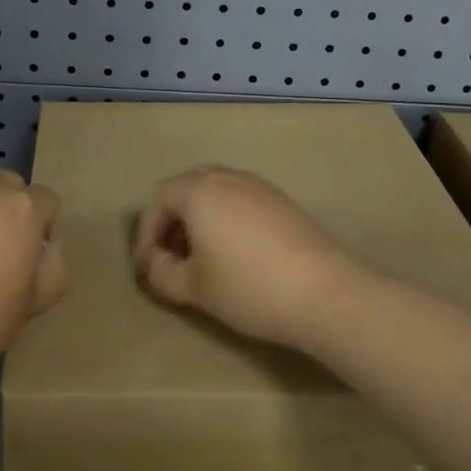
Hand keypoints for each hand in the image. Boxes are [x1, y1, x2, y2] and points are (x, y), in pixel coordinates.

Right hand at [132, 166, 368, 350]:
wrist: (325, 292)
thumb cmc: (248, 287)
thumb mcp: (194, 288)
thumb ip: (162, 273)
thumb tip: (155, 263)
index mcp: (200, 191)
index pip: (158, 198)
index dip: (146, 232)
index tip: (148, 266)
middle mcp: (228, 178)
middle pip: (187, 187)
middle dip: (172, 219)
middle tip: (171, 255)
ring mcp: (259, 186)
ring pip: (216, 191)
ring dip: (199, 218)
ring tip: (201, 257)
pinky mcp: (283, 201)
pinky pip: (241, 200)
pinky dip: (226, 218)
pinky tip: (235, 253)